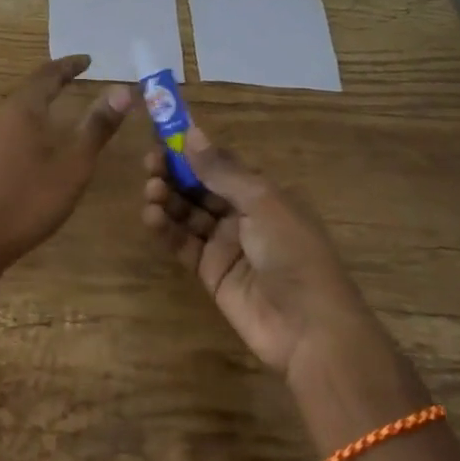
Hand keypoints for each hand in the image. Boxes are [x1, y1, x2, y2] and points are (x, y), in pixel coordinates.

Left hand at [0, 56, 134, 276]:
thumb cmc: (32, 198)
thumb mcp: (75, 164)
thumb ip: (98, 126)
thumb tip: (123, 90)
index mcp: (24, 108)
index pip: (48, 75)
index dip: (68, 66)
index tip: (86, 61)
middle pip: (26, 89)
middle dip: (49, 83)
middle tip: (70, 82)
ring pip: (4, 108)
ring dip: (24, 104)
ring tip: (39, 108)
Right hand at [140, 125, 367, 376]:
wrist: (310, 328)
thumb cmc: (293, 252)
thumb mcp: (261, 202)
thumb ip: (222, 171)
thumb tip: (191, 132)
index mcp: (261, 193)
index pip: (219, 164)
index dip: (192, 151)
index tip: (162, 136)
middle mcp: (242, 214)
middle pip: (199, 187)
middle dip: (174, 173)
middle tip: (150, 164)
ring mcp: (225, 244)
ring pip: (188, 213)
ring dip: (168, 198)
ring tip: (151, 190)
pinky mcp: (210, 272)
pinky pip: (183, 243)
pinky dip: (166, 229)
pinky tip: (151, 216)